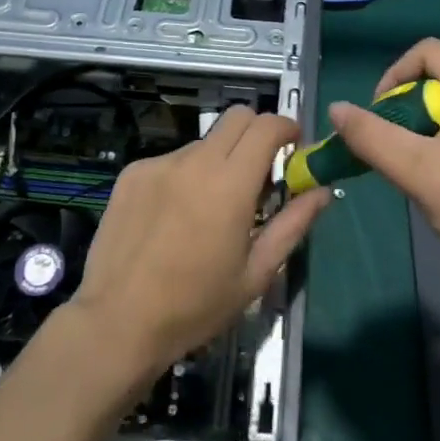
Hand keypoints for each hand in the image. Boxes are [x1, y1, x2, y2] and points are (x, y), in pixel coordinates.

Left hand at [66, 106, 331, 376]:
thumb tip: (322, 191)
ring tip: (209, 208)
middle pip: (237, 117)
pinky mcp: (133, 173)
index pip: (267, 126)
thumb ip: (293, 224)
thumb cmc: (195, 306)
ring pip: (203, 142)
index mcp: (230, 184)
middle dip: (256, 132)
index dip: (286, 128)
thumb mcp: (256, 273)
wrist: (117, 323)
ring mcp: (159, 163)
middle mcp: (195, 161)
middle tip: (259, 171)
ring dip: (218, 160)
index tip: (293, 147)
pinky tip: (173, 217)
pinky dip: (184, 176)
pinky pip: (171, 161)